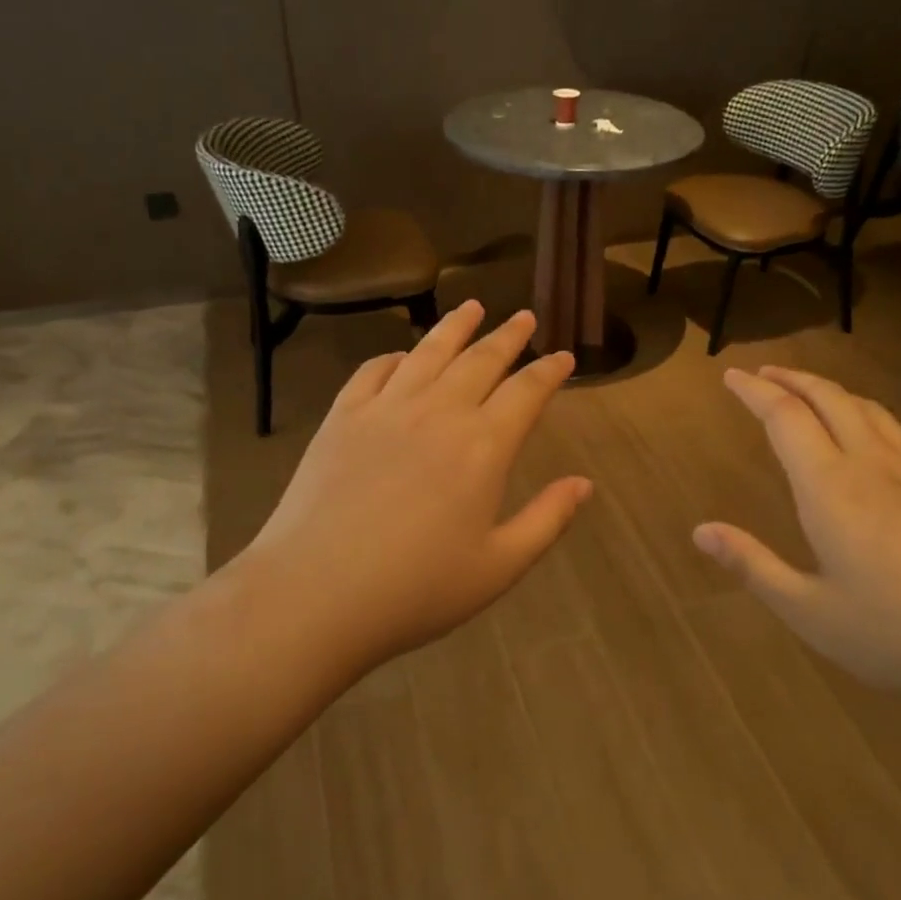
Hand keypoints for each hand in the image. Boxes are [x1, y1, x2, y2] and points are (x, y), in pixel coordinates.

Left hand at [234, 301, 591, 677]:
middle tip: (524, 317)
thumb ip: (547, 519)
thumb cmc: (416, 589)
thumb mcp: (498, 566)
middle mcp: (439, 412)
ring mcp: (386, 409)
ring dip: (455, 326)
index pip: (527, 391)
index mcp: (483, 446)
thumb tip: (584, 484)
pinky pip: (374, 370)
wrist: (315, 593)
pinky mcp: (342, 417)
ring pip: (429, 352)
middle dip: (508, 336)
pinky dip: (395, 356)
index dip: (550, 371)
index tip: (563, 357)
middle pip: (481, 360)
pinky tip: (403, 355)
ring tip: (473, 306)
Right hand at [694, 366, 900, 704]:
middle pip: (829, 398)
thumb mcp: (810, 612)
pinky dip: (870, 417)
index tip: (732, 377)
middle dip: (792, 378)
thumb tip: (700, 531)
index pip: (785, 417)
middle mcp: (873, 465)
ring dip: (832, 390)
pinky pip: (900, 434)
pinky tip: (872, 438)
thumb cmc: (898, 636)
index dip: (755, 392)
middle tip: (763, 372)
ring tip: (809, 391)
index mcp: (831, 489)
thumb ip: (753, 565)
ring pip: (869, 409)